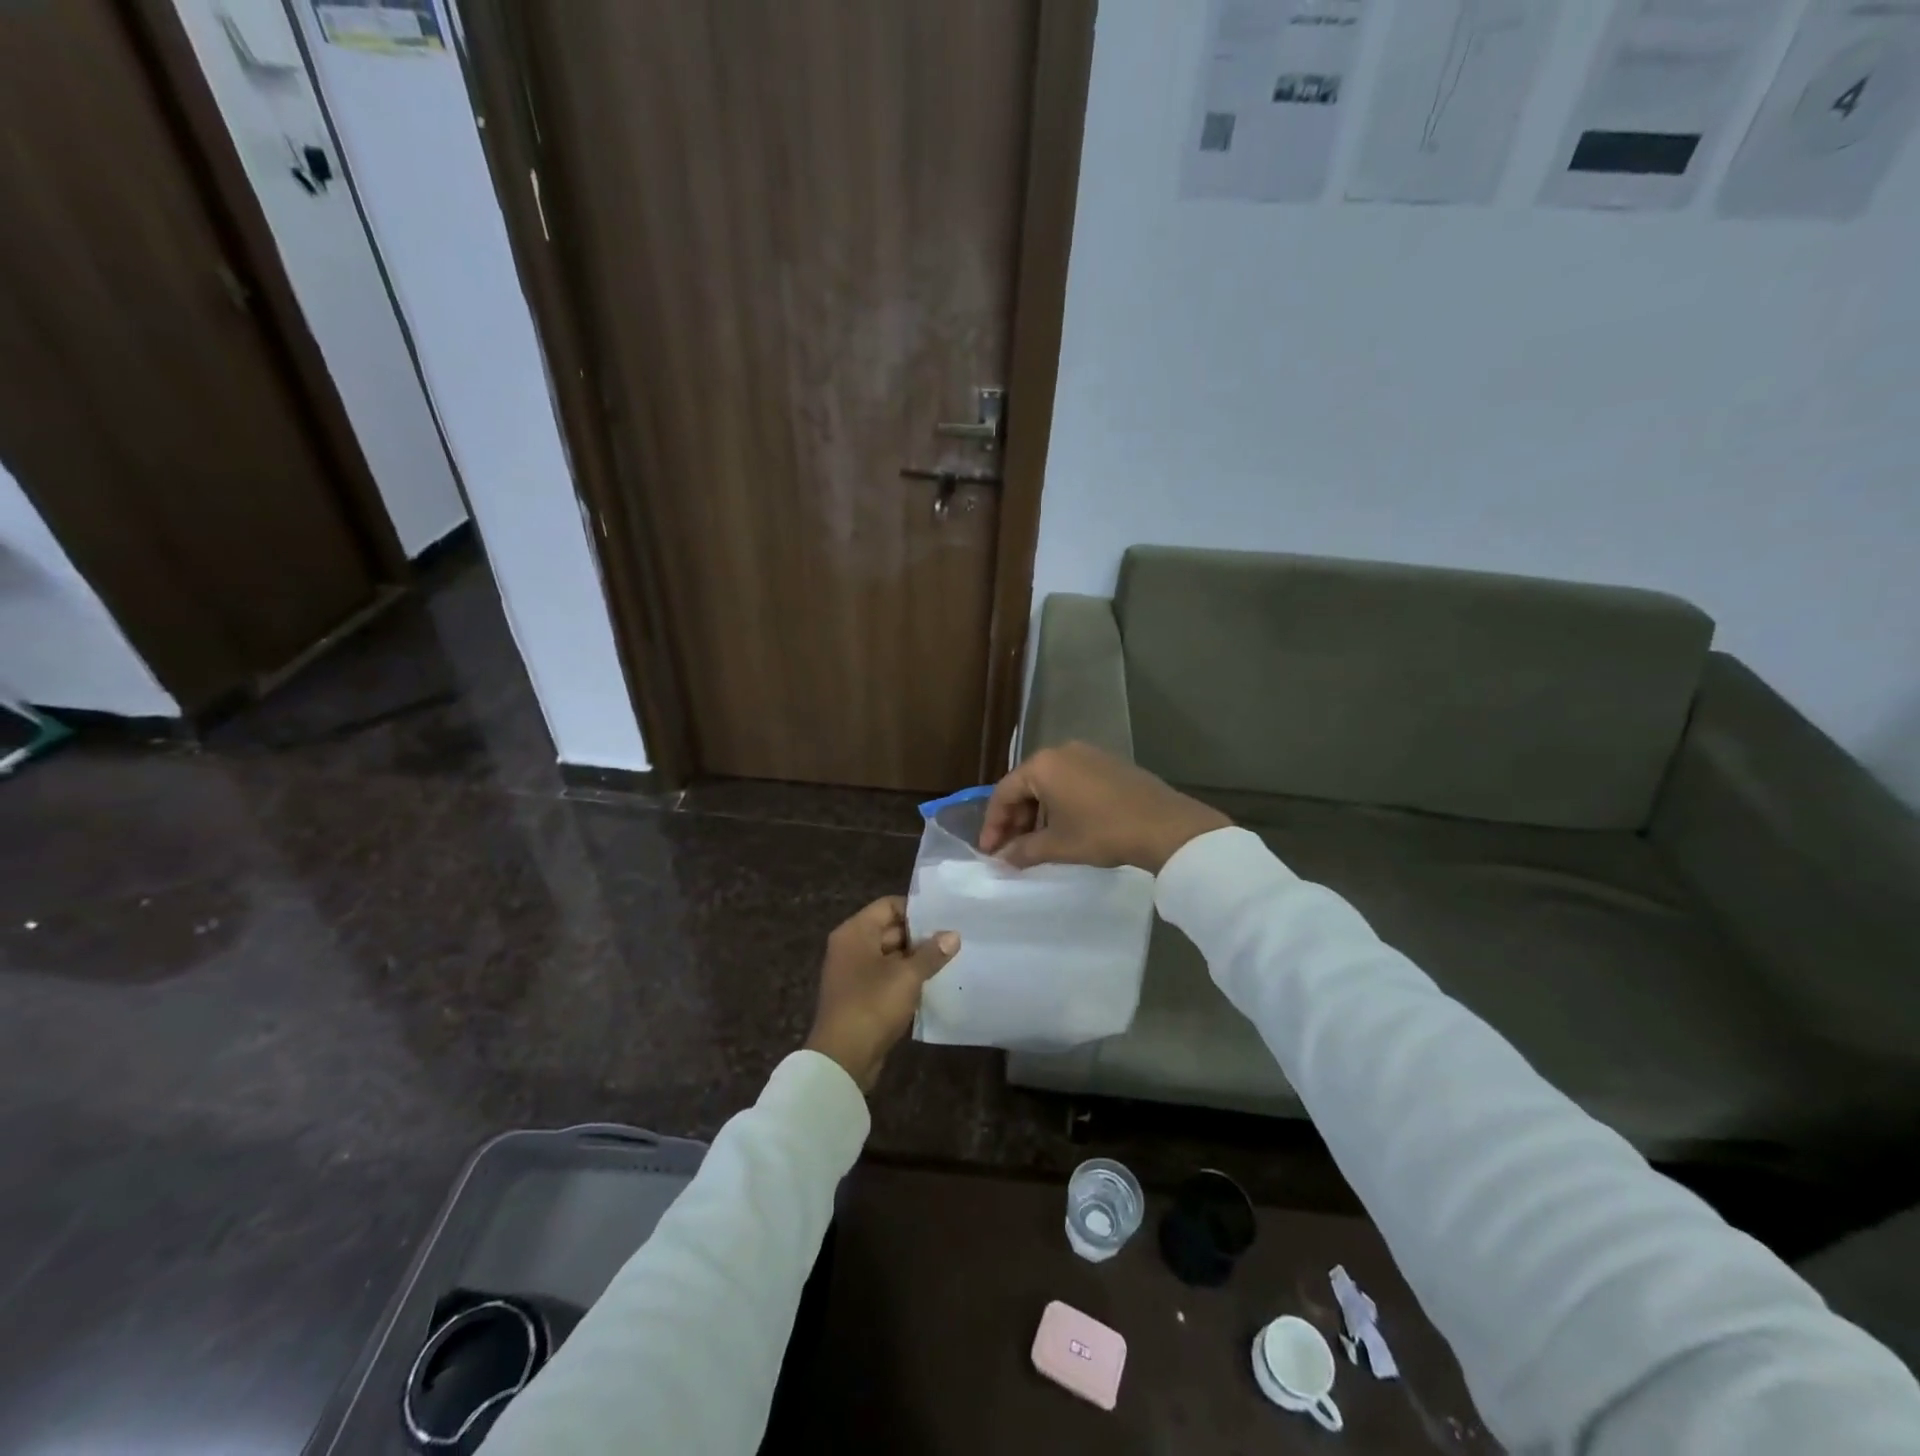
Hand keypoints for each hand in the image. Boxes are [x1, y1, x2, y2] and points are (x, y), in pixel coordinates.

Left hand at [805, 897, 959, 1092]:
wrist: (843, 1058)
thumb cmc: (872, 1005)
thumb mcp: (907, 976)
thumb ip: (932, 953)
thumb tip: (953, 935)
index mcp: (855, 932)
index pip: (889, 905)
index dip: (917, 910)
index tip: (945, 918)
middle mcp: (851, 946)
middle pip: (890, 929)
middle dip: (920, 936)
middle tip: (953, 940)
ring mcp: (853, 972)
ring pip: (890, 955)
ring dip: (915, 959)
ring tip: (948, 960)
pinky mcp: (860, 995)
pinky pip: (886, 976)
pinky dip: (906, 978)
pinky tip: (932, 983)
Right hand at [978, 741, 1229, 873]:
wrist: (1164, 826)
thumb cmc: (1102, 832)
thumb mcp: (1058, 845)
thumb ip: (1024, 851)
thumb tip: (1002, 860)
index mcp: (1042, 765)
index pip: (1003, 793)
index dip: (993, 825)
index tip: (989, 852)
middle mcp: (1061, 751)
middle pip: (1026, 786)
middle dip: (1015, 820)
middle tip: (1011, 850)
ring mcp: (1088, 754)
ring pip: (1049, 784)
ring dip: (1038, 814)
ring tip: (1037, 844)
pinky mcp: (1109, 764)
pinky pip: (1072, 782)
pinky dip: (1061, 804)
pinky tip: (1065, 828)